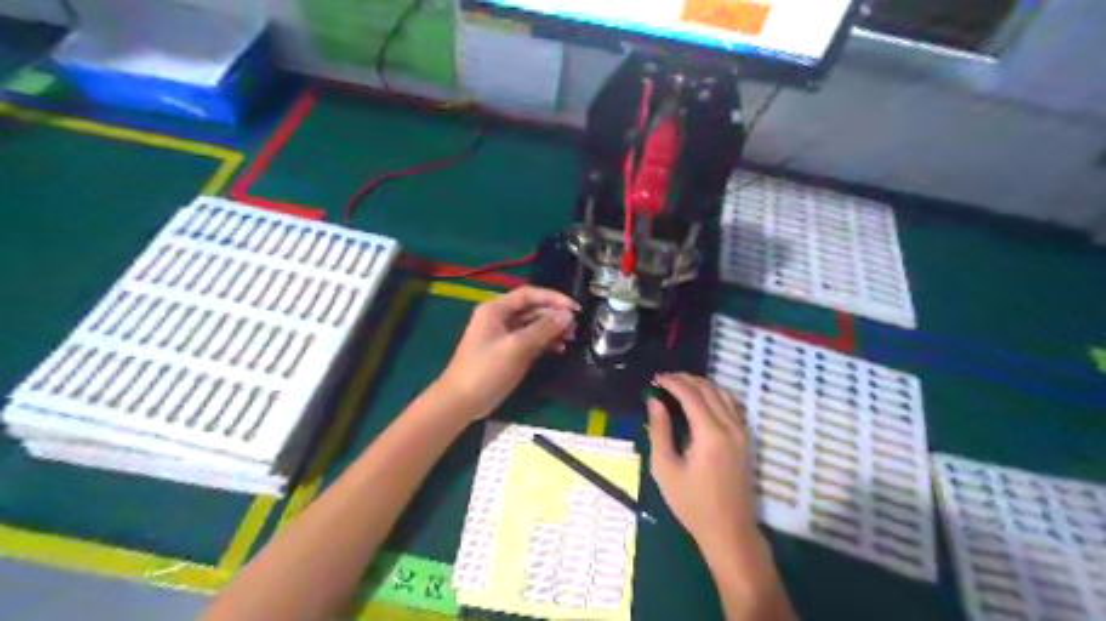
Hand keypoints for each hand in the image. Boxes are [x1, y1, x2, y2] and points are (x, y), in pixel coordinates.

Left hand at [439, 289, 579, 419]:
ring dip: (552, 329)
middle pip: (532, 309)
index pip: (529, 294)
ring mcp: (504, 336)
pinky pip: (531, 341)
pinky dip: (545, 343)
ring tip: (571, 337)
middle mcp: (500, 318)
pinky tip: (560, 349)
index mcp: (496, 309)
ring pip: (533, 326)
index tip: (574, 308)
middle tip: (575, 326)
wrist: (461, 401)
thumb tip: (567, 315)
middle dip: (554, 315)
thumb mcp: (516, 347)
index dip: (553, 298)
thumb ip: (543, 329)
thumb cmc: (486, 369)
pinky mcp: (508, 352)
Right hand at [651, 373, 761, 548]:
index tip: (655, 378)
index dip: (672, 382)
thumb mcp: (665, 469)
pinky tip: (703, 399)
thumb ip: (659, 431)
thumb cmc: (692, 503)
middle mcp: (730, 426)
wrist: (729, 530)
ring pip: (723, 394)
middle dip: (685, 379)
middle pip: (709, 389)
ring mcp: (742, 432)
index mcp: (710, 434)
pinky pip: (732, 405)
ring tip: (680, 385)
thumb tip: (654, 402)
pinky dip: (716, 394)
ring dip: (701, 384)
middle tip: (664, 378)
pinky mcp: (746, 439)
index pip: (691, 395)